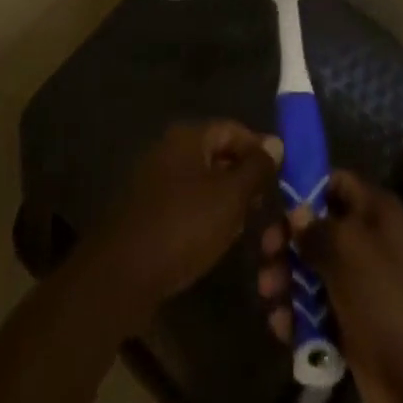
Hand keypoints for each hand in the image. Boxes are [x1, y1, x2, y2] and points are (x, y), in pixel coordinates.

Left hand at [87, 121, 283, 324]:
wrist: (122, 273)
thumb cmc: (182, 226)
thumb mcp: (230, 197)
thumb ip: (255, 168)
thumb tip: (275, 143)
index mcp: (188, 136)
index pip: (233, 129)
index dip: (259, 148)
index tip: (281, 175)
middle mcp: (169, 148)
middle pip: (216, 152)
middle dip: (243, 176)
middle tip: (265, 204)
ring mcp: (154, 178)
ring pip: (202, 179)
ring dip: (225, 198)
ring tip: (246, 224)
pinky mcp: (147, 207)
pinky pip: (185, 200)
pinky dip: (204, 213)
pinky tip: (217, 238)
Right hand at [260, 171, 402, 402]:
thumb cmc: (387, 296)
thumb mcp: (349, 250)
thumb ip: (317, 228)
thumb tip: (295, 212)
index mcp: (375, 213)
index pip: (335, 183)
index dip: (305, 188)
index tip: (273, 202)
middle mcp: (368, 243)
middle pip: (318, 229)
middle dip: (288, 241)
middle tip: (265, 254)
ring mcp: (361, 286)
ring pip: (313, 272)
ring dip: (287, 281)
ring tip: (268, 295)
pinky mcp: (353, 327)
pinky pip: (317, 312)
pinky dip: (298, 317)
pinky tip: (281, 328)